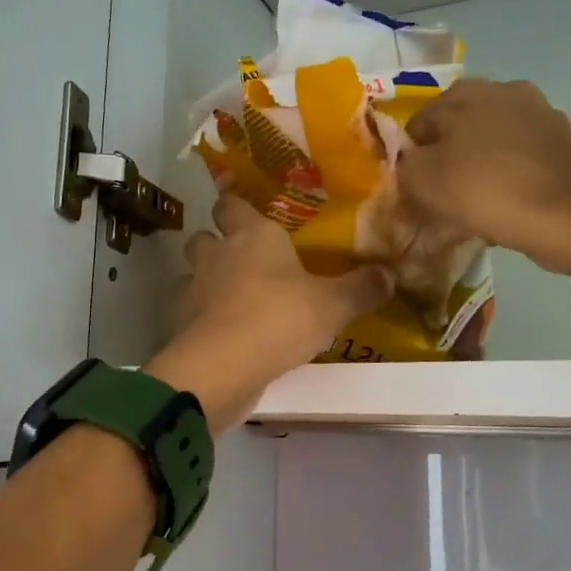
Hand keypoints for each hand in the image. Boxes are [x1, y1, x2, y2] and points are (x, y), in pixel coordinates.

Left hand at [146, 196, 392, 428]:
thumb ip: (362, 288)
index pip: (233, 204)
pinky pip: (188, 311)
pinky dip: (200, 317)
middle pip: (204, 235)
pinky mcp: (181, 324)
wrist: (223, 366)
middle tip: (242, 260)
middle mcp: (218, 254)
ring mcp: (194, 289)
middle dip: (217, 243)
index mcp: (253, 235)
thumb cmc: (280, 319)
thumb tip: (389, 273)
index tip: (247, 214)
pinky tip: (220, 331)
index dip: (236, 207)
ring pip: (192, 273)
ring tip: (231, 298)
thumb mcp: (334, 305)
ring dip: (206, 280)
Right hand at [398, 79, 570, 274]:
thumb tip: (405, 160)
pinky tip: (506, 205)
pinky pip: (522, 159)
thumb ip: (403, 164)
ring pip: (493, 142)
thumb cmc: (484, 191)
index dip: (410, 155)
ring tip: (474, 203)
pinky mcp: (566, 143)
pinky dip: (510, 176)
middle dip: (448, 156)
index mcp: (467, 92)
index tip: (411, 186)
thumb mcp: (422, 181)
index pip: (420, 121)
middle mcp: (505, 91)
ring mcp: (541, 115)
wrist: (566, 216)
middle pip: (460, 128)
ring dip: (480, 165)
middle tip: (441, 193)